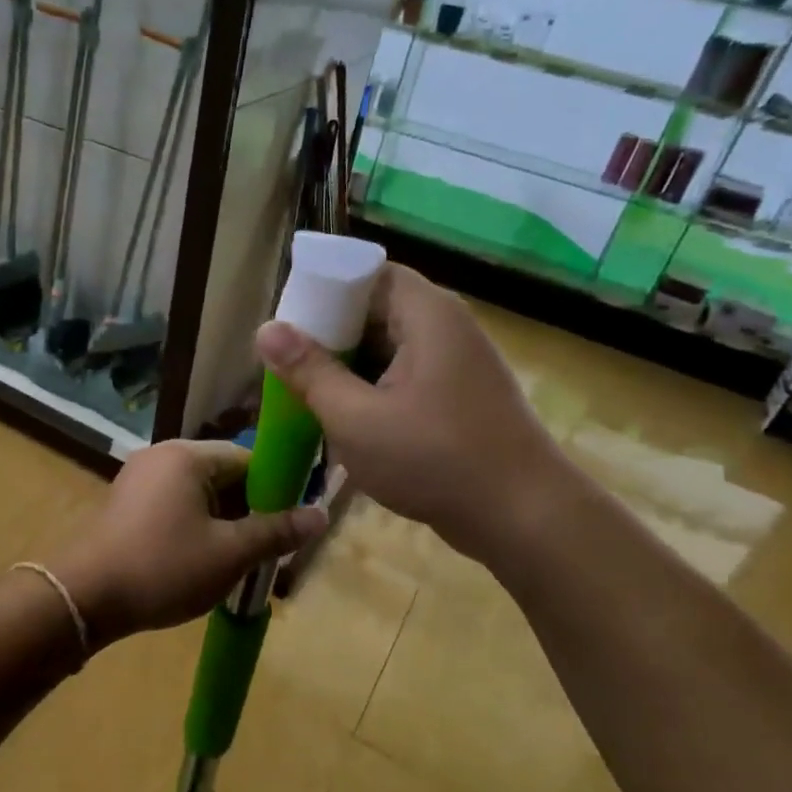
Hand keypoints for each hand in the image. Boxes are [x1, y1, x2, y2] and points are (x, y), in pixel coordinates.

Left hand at [48, 440, 327, 647]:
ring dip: (223, 522)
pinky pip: (175, 505)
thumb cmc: (163, 568)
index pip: (248, 458)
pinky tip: (203, 560)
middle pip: (223, 474)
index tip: (290, 522)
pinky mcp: (126, 503)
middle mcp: (162, 456)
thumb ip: (276, 531)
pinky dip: (195, 526)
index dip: (275, 488)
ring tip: (239, 560)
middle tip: (267, 548)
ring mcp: (139, 479)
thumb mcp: (229, 554)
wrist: (83, 597)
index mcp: (187, 456)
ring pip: (199, 493)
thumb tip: (322, 514)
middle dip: (249, 509)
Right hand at [253, 265, 562, 554]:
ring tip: (308, 395)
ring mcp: (457, 364)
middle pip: (376, 310)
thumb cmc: (435, 460)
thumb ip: (309, 372)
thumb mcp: (356, 418)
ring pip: (389, 348)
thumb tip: (266, 329)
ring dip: (350, 369)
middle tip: (288, 365)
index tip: (289, 322)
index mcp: (426, 314)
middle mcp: (446, 327)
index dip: (324, 289)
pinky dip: (374, 391)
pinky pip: (406, 377)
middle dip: (330, 336)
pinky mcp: (460, 397)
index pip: (367, 272)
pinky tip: (347, 423)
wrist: (525, 519)